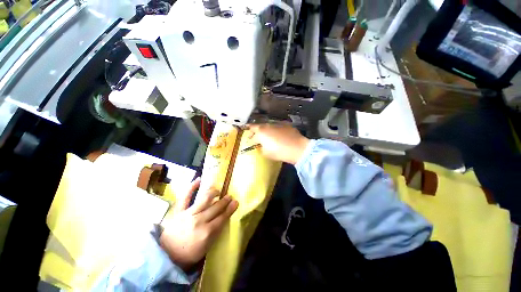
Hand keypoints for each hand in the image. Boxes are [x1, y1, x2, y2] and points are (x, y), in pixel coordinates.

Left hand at [160, 178, 237, 270]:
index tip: (236, 202)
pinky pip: (185, 196)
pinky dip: (192, 187)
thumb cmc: (189, 253)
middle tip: (229, 196)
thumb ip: (216, 232)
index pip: (222, 217)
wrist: (166, 255)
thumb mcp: (206, 247)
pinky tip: (199, 179)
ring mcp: (188, 214)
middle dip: (225, 200)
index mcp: (207, 232)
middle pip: (216, 207)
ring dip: (214, 192)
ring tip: (218, 191)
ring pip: (205, 199)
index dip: (230, 209)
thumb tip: (224, 218)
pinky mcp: (179, 211)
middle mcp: (199, 221)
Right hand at [247, 123, 309, 164]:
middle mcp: (268, 125)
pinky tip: (279, 135)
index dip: (249, 134)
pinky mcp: (285, 124)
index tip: (249, 138)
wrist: (297, 148)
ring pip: (268, 126)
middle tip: (256, 136)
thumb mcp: (266, 153)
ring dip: (266, 130)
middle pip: (259, 126)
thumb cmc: (279, 152)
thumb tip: (261, 145)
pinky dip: (275, 130)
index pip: (251, 130)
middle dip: (256, 131)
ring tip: (268, 136)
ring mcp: (277, 123)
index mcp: (261, 131)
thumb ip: (261, 148)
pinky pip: (277, 126)